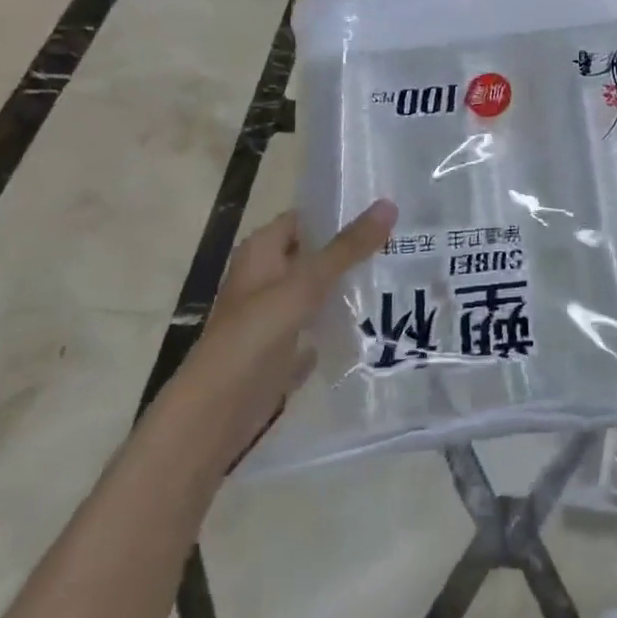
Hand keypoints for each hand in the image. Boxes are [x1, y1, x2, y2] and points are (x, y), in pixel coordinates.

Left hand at [185, 200, 396, 460]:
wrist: (217, 413)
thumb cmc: (255, 333)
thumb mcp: (306, 282)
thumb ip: (348, 247)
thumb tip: (389, 204)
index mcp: (261, 250)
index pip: (305, 219)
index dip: (340, 212)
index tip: (383, 211)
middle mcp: (264, 277)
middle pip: (313, 254)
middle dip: (351, 250)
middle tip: (399, 241)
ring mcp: (272, 315)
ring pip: (317, 290)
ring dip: (348, 285)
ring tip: (396, 275)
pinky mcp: (281, 350)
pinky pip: (317, 326)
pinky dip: (340, 323)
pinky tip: (375, 319)